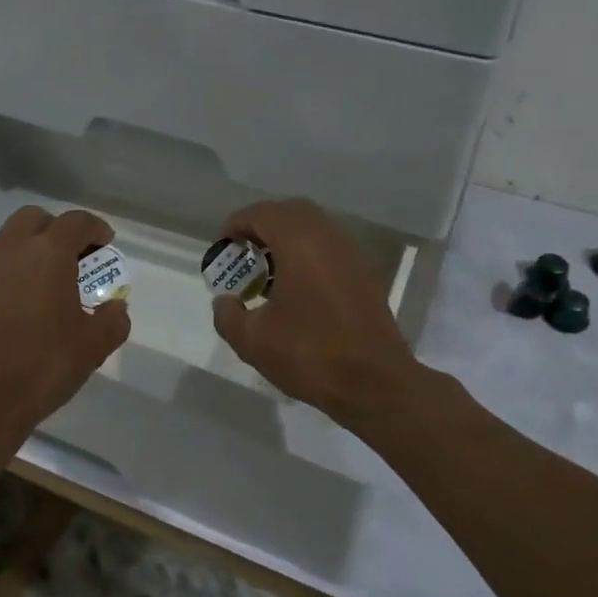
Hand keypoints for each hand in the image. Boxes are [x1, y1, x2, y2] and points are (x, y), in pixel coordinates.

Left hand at [0, 206, 130, 450]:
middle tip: (75, 256)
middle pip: (35, 219)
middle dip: (58, 229)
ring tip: (49, 279)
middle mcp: (12, 249)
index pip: (76, 222)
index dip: (95, 228)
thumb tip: (115, 309)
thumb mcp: (93, 345)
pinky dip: (12, 268)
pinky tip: (24, 300)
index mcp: (47, 252)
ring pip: (9, 238)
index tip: (106, 243)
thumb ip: (112, 320)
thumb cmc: (43, 363)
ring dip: (31, 247)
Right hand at [210, 198, 429, 433]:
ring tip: (267, 272)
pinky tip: (296, 289)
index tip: (222, 247)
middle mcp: (328, 237)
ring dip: (286, 239)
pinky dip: (307, 254)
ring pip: (314, 228)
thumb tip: (225, 301)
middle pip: (290, 212)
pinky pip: (330, 248)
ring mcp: (351, 254)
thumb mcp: (253, 341)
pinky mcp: (365, 274)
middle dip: (262, 225)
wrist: (375, 384)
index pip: (262, 214)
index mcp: (299, 243)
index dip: (236, 224)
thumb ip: (228, 315)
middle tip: (244, 252)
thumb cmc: (310, 355)